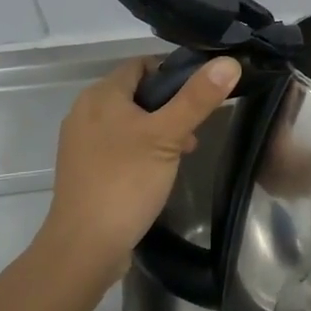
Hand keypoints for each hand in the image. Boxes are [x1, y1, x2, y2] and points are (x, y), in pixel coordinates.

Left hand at [40, 55, 240, 289]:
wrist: (84, 247)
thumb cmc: (126, 182)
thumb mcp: (168, 136)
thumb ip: (197, 99)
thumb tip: (228, 63)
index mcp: (101, 95)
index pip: (141, 64)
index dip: (173, 72)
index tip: (201, 93)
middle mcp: (85, 111)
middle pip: (136, 93)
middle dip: (169, 106)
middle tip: (196, 128)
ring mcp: (81, 142)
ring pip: (129, 121)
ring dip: (158, 130)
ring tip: (184, 152)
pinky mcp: (84, 169)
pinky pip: (118, 146)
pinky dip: (140, 149)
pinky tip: (158, 172)